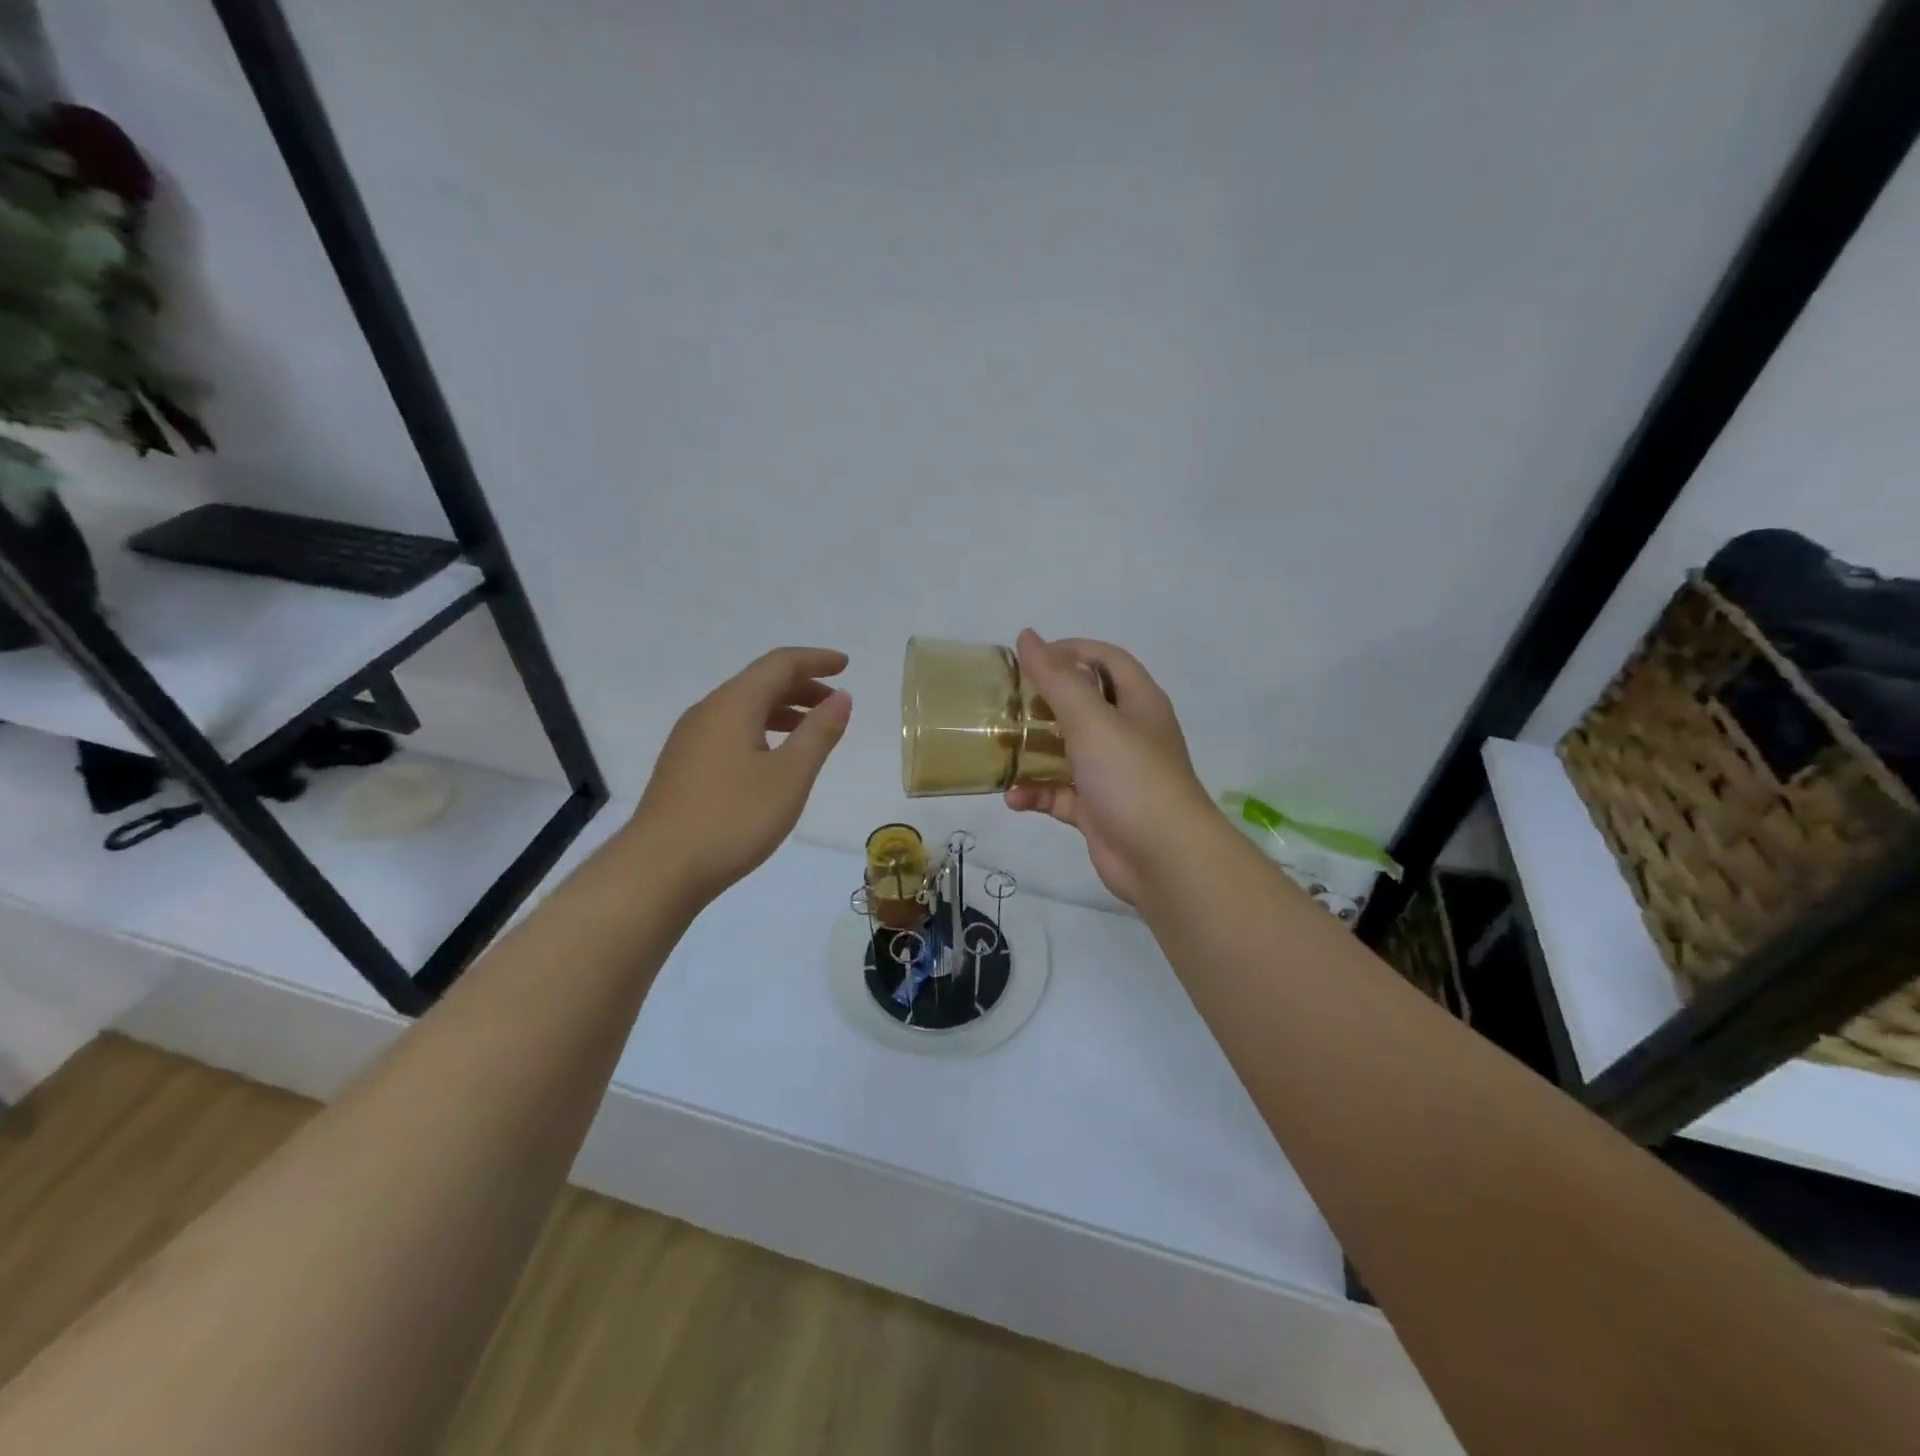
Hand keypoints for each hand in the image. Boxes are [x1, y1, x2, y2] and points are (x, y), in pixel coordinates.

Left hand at [634, 647, 850, 903]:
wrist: (659, 869)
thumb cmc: (733, 818)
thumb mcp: (790, 776)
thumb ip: (819, 733)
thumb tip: (841, 698)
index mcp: (733, 705)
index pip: (779, 664)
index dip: (816, 660)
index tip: (846, 665)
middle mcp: (707, 712)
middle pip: (759, 683)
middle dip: (802, 686)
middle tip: (835, 703)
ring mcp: (690, 740)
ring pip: (743, 709)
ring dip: (782, 711)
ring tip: (812, 731)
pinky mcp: (683, 766)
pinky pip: (730, 731)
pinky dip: (762, 731)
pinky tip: (773, 759)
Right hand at [1004, 630, 1213, 905]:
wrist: (1164, 857)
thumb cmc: (1131, 776)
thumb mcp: (1092, 720)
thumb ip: (1057, 679)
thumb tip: (1027, 636)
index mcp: (1138, 702)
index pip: (1106, 659)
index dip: (1071, 650)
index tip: (1029, 658)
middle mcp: (1128, 733)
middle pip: (1083, 705)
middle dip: (1044, 703)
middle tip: (1006, 703)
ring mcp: (1113, 774)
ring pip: (1067, 751)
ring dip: (1034, 752)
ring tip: (1001, 750)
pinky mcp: (1098, 810)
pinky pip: (1060, 793)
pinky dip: (1037, 794)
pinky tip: (1014, 798)